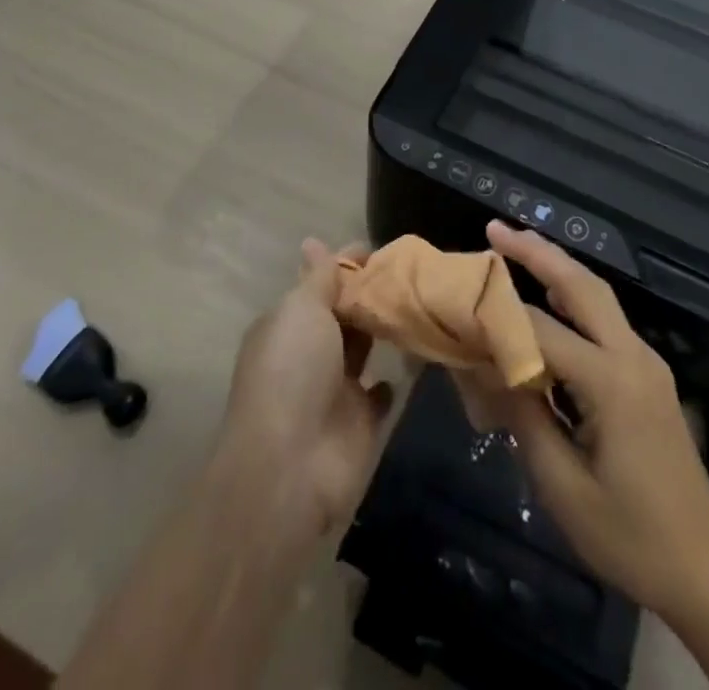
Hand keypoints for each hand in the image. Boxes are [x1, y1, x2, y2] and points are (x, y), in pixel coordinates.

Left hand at [215, 240, 393, 547]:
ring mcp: (334, 389)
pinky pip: (380, 392)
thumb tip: (313, 242)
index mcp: (287, 323)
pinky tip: (418, 354)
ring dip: (383, 330)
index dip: (347, 265)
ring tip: (421, 302)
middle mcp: (308, 353)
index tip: (381, 250)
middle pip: (343, 314)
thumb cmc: (293, 371)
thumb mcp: (302, 309)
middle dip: (369, 295)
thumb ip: (319, 278)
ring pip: (363, 348)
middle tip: (412, 272)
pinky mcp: (359, 422)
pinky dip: (394, 376)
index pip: (320, 283)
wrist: (291, 466)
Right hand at [454, 221, 708, 622]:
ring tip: (516, 246)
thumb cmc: (632, 538)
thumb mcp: (564, 488)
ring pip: (598, 296)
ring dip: (558, 267)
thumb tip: (485, 368)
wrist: (707, 573)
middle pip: (582, 286)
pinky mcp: (649, 376)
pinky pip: (605, 321)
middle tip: (496, 228)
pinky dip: (573, 298)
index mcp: (612, 383)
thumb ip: (523, 418)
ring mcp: (647, 363)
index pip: (543, 333)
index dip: (498, 318)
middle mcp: (633, 357)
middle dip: (538, 252)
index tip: (459, 303)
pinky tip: (550, 299)